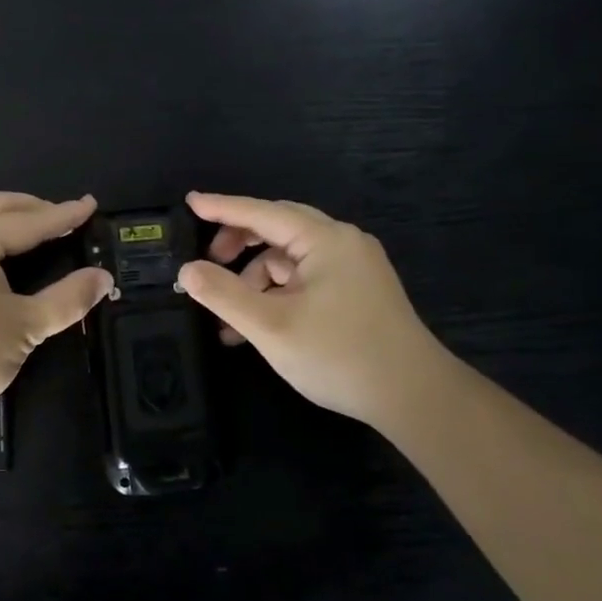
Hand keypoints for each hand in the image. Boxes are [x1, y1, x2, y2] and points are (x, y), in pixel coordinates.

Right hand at [177, 192, 450, 431]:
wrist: (414, 398)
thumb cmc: (339, 355)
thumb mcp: (270, 326)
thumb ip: (223, 294)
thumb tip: (187, 270)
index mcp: (325, 240)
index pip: (262, 212)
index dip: (222, 207)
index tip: (189, 202)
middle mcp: (342, 243)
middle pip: (277, 229)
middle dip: (237, 245)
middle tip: (206, 265)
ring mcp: (355, 268)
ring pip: (290, 259)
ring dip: (255, 281)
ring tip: (229, 321)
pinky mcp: (359, 292)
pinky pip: (306, 279)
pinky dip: (278, 295)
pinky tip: (258, 328)